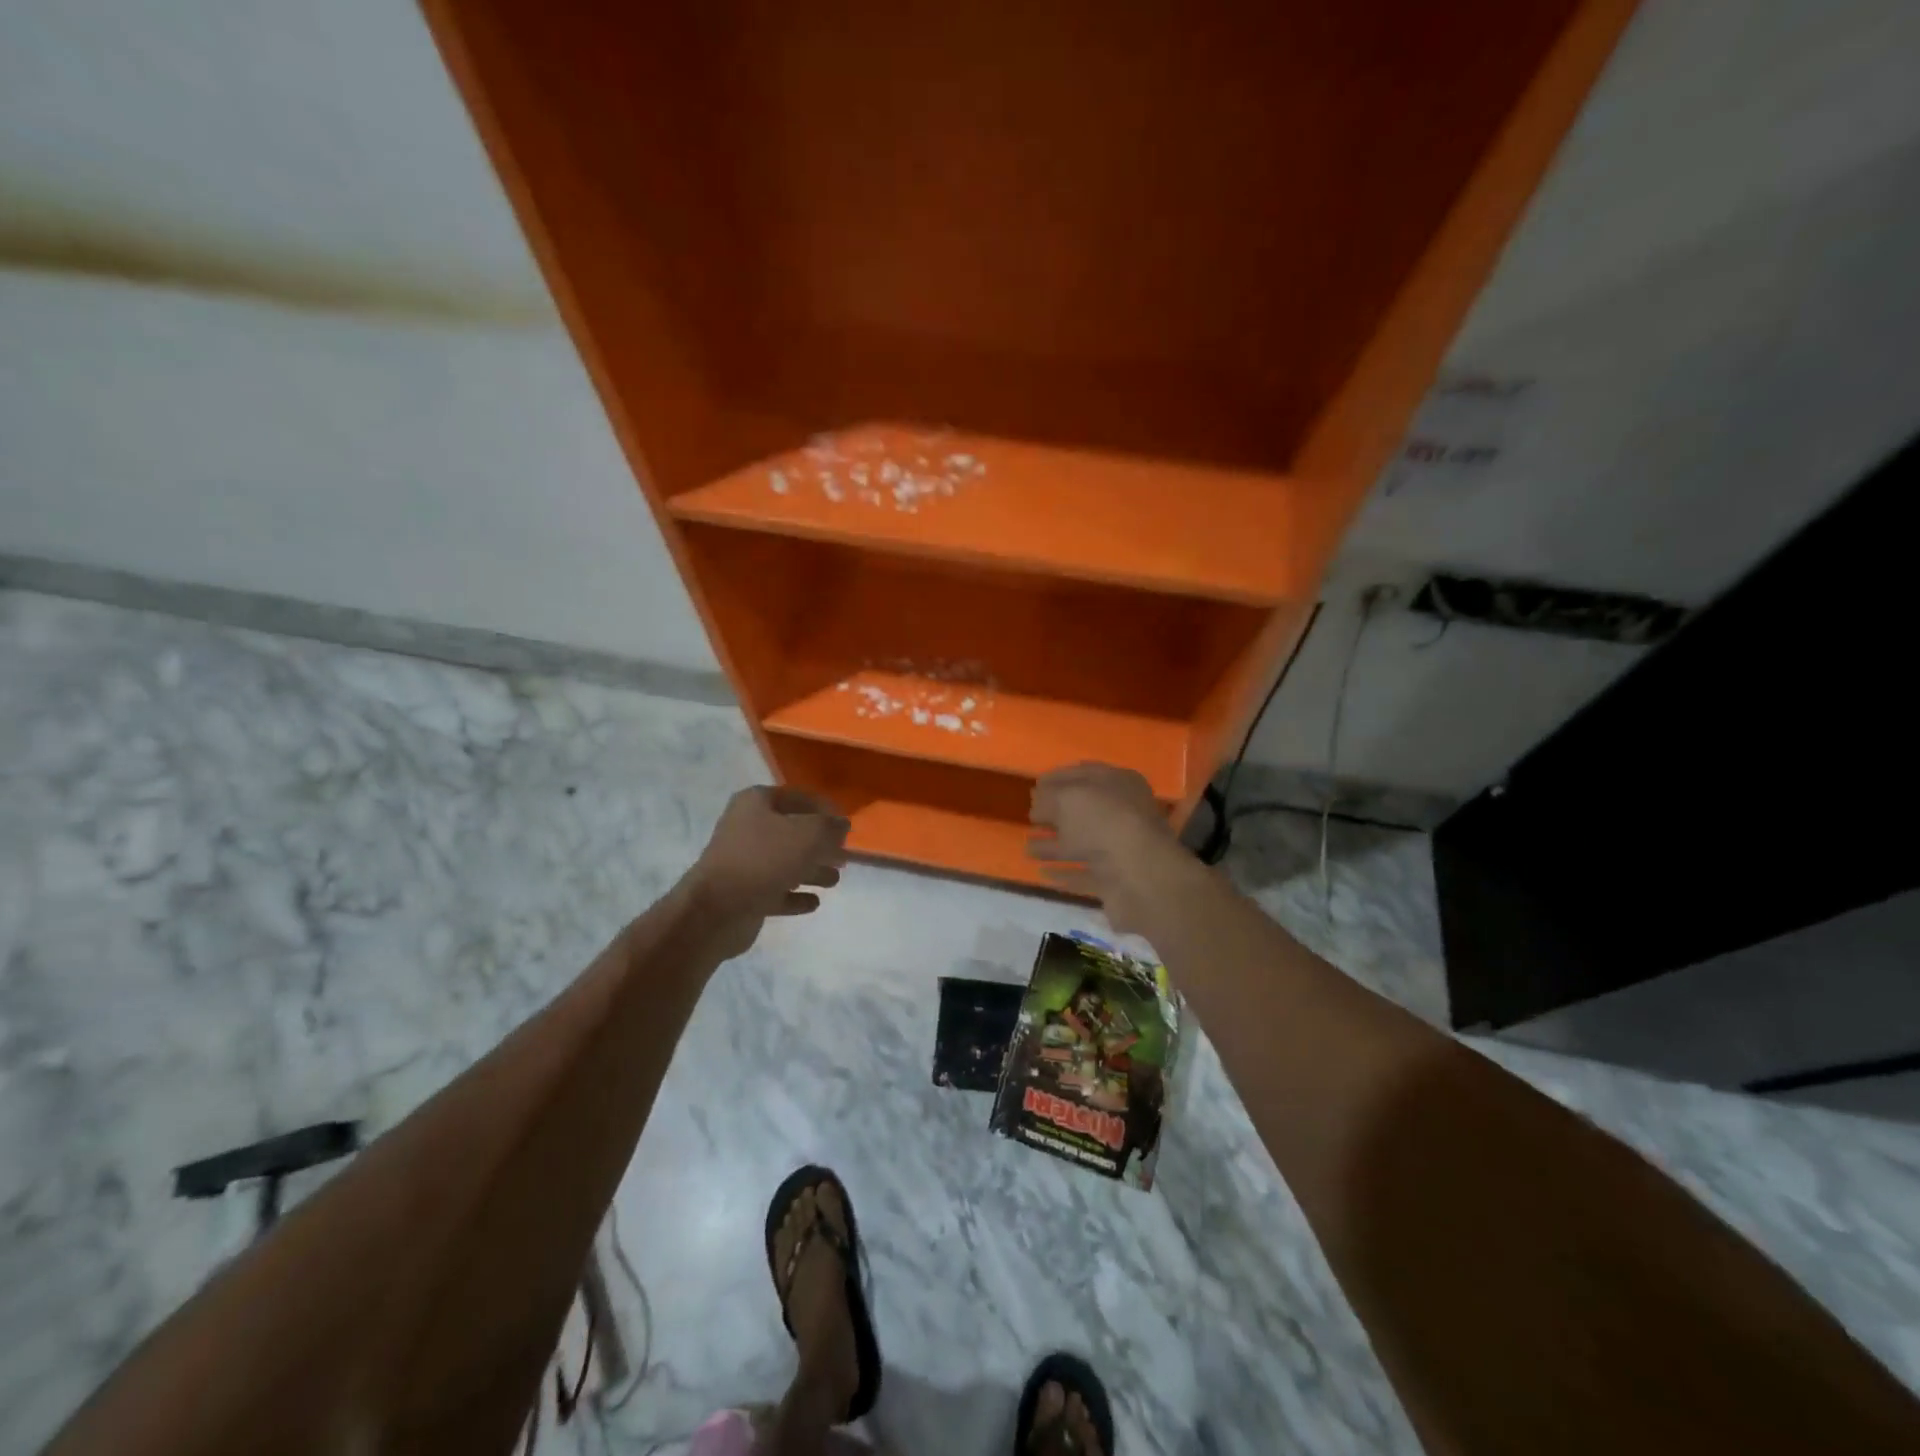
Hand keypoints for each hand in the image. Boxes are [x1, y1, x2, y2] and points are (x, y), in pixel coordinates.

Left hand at [686, 786, 849, 956]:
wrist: (716, 909)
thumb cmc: (764, 859)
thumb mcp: (809, 835)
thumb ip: (831, 827)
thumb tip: (842, 825)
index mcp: (756, 803)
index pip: (799, 798)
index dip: (825, 810)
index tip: (846, 826)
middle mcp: (746, 827)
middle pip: (792, 832)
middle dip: (820, 844)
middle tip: (844, 856)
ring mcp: (742, 862)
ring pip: (785, 862)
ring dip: (811, 871)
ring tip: (835, 880)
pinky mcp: (742, 893)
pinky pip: (775, 891)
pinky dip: (794, 896)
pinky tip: (814, 902)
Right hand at [1028, 763, 1186, 934]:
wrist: (1141, 876)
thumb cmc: (1104, 823)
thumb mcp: (1068, 798)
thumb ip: (1048, 797)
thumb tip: (1037, 802)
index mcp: (1119, 783)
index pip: (1084, 773)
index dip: (1057, 778)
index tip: (1033, 786)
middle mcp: (1123, 813)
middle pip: (1084, 810)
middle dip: (1055, 813)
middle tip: (1030, 817)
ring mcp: (1121, 848)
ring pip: (1082, 842)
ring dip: (1055, 845)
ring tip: (1027, 847)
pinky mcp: (1116, 879)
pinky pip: (1085, 873)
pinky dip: (1065, 873)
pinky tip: (1043, 874)